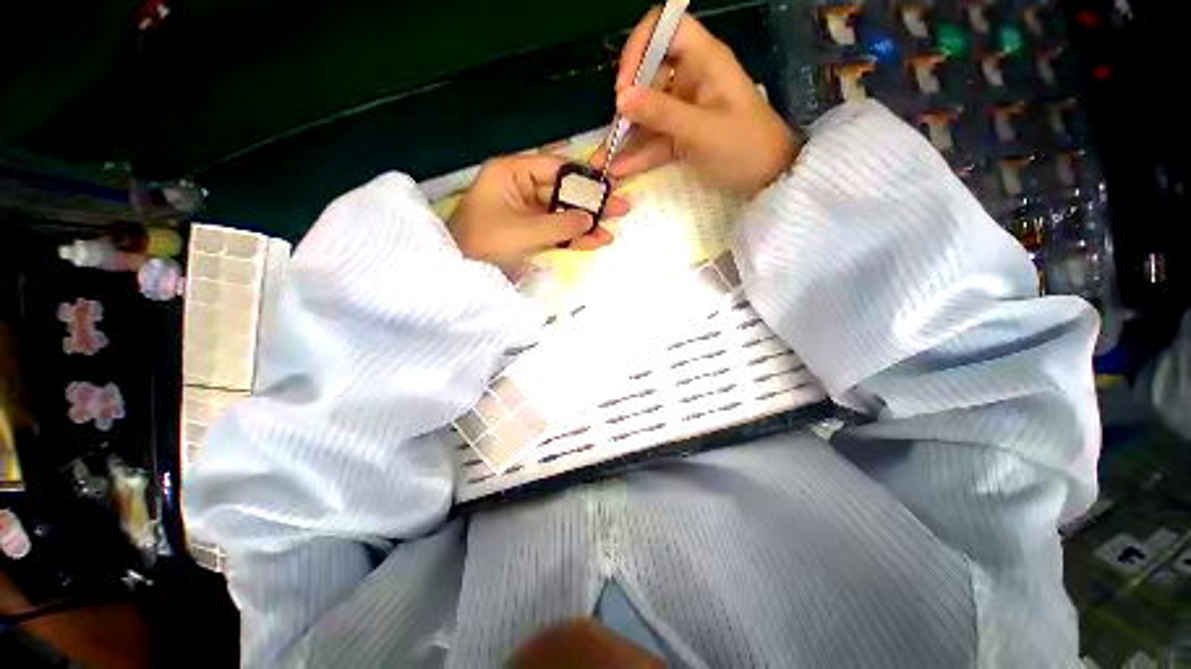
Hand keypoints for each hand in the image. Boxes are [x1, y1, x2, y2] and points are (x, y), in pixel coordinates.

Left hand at [447, 155, 627, 272]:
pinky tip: (594, 242)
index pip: (556, 168)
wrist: (458, 271)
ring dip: (585, 225)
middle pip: (563, 192)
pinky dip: (572, 238)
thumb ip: (560, 225)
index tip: (609, 185)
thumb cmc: (484, 243)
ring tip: (611, 232)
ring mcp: (524, 211)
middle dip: (591, 204)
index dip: (584, 177)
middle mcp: (520, 187)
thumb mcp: (524, 232)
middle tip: (621, 209)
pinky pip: (554, 231)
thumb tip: (589, 219)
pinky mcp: (527, 231)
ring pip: (561, 214)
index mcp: (512, 173)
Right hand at [593, 9, 799, 195]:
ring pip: (649, 112)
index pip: (666, 28)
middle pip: (650, 75)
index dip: (641, 47)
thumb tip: (621, 98)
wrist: (767, 179)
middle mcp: (692, 78)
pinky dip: (639, 153)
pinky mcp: (682, 136)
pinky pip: (655, 139)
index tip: (625, 84)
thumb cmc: (744, 147)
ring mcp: (685, 109)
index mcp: (705, 61)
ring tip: (606, 159)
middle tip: (616, 131)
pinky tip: (620, 169)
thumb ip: (662, 113)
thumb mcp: (702, 130)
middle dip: (628, 102)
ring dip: (627, 135)